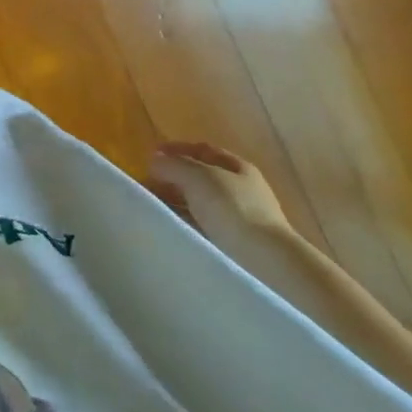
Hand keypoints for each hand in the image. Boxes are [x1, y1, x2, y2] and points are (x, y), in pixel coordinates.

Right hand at [148, 142, 289, 240]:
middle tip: (146, 185)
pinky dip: (185, 223)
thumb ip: (173, 165)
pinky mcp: (235, 245)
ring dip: (176, 202)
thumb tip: (155, 161)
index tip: (150, 156)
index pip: (203, 150)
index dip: (176, 149)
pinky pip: (203, 227)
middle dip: (172, 178)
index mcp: (238, 168)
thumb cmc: (233, 210)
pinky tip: (171, 228)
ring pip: (200, 203)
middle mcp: (241, 190)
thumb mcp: (198, 178)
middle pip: (200, 177)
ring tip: (153, 209)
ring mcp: (240, 219)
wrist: (265, 262)